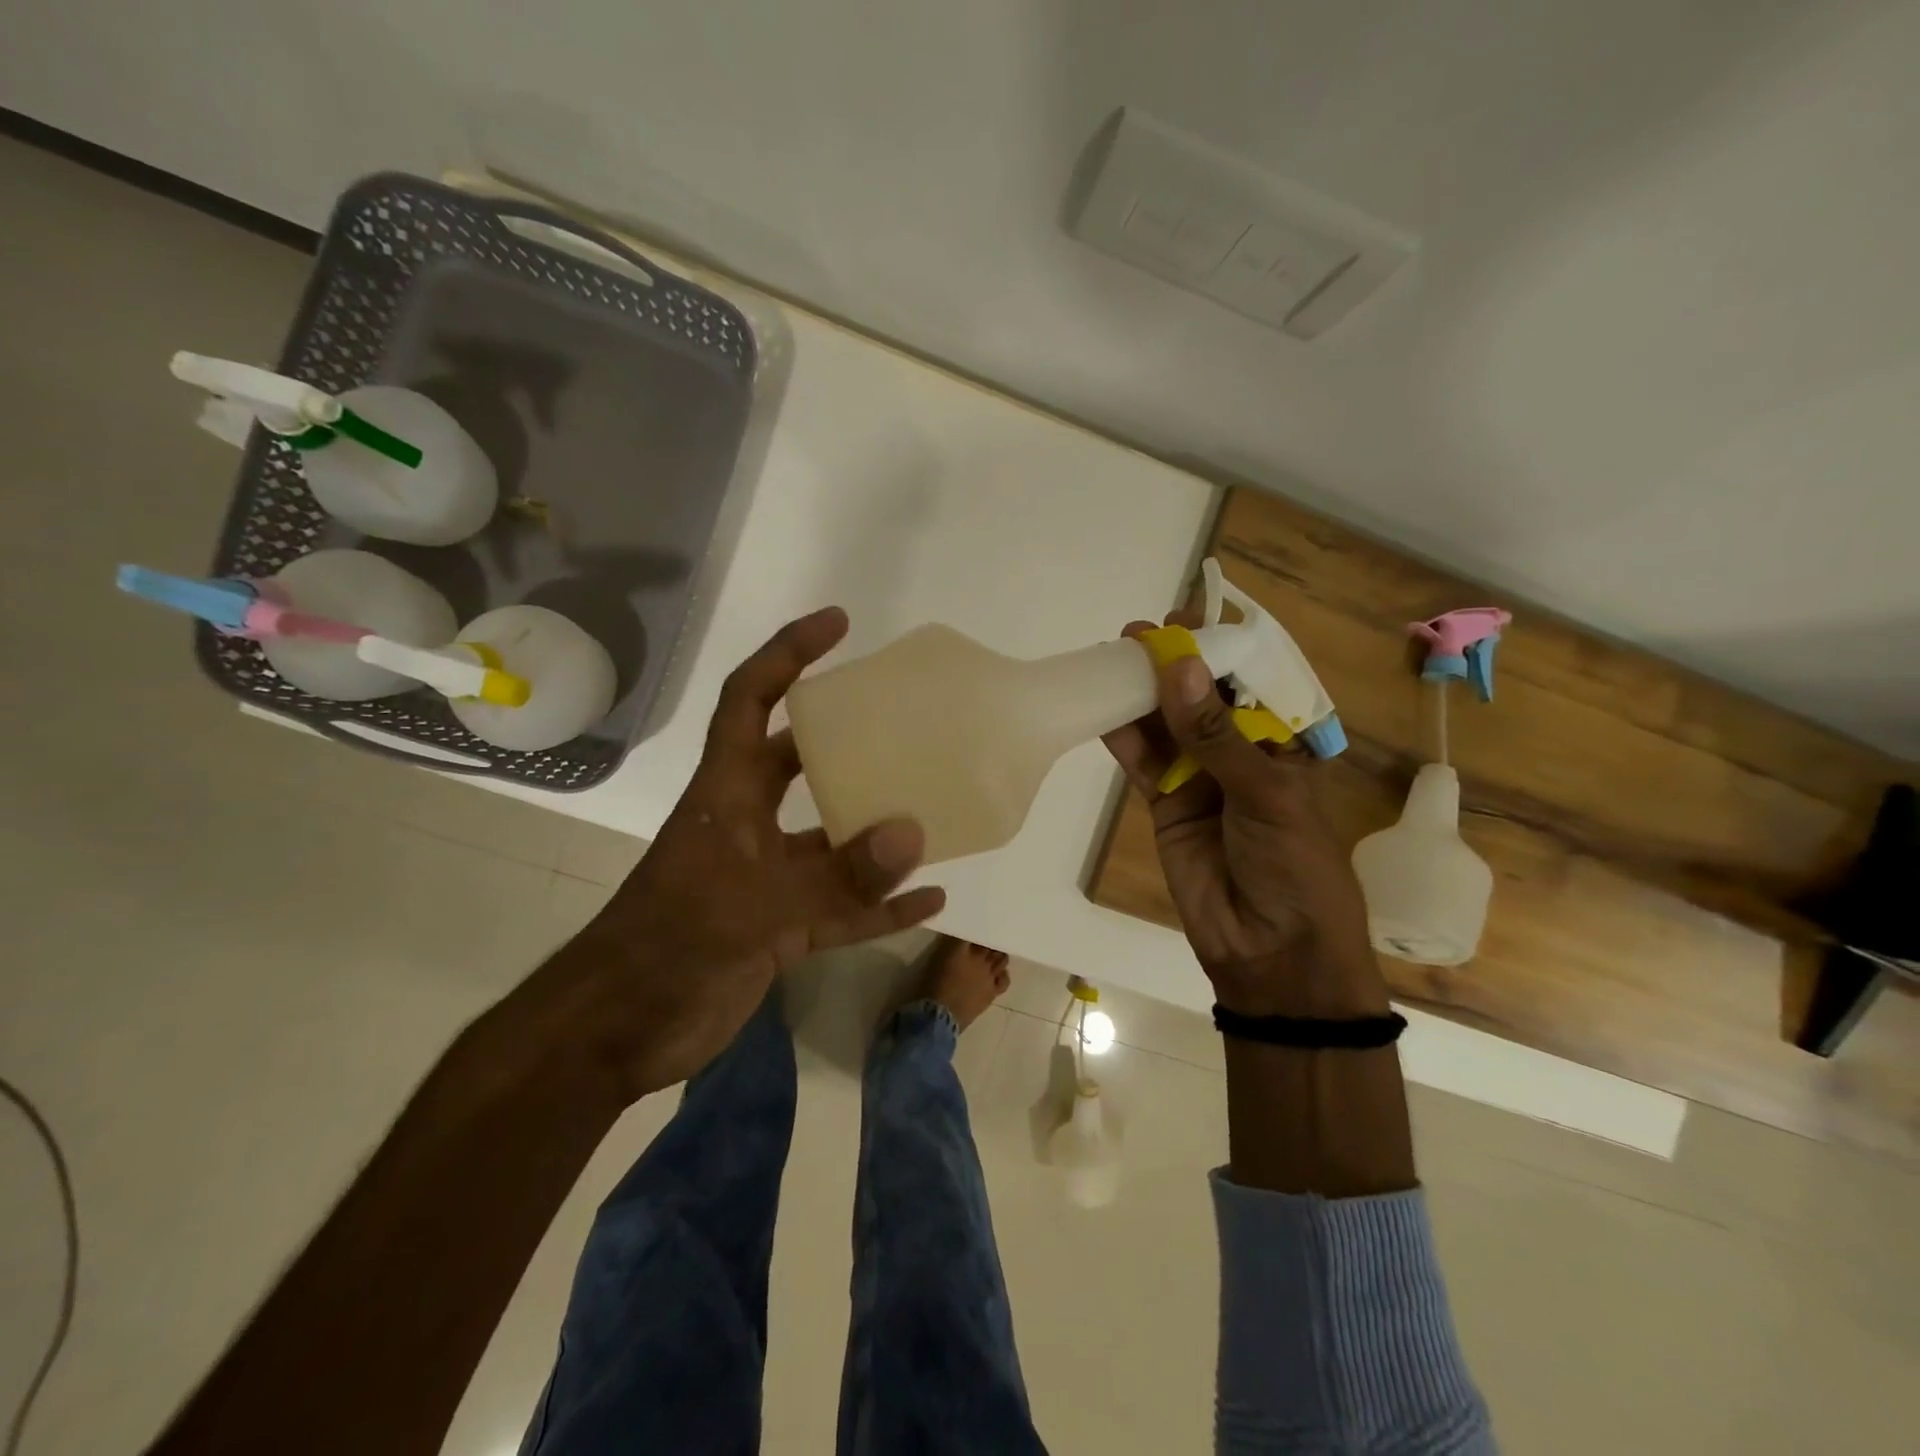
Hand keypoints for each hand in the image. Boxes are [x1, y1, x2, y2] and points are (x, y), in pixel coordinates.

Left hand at [551, 607, 945, 1098]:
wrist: (619, 1033)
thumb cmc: (669, 945)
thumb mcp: (756, 907)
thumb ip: (838, 876)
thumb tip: (915, 834)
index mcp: (727, 794)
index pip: (752, 702)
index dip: (788, 654)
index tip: (838, 624)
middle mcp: (750, 824)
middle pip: (802, 762)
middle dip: (846, 736)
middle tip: (903, 721)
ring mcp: (767, 878)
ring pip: (833, 839)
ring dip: (878, 830)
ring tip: (934, 810)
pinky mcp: (780, 927)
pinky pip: (845, 908)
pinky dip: (883, 904)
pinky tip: (932, 899)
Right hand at [1102, 612, 1386, 1018]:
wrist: (1271, 950)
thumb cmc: (1295, 865)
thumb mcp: (1266, 794)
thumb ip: (1216, 735)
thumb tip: (1178, 668)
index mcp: (1283, 743)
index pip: (1251, 682)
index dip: (1220, 649)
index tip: (1186, 619)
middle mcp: (1240, 752)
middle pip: (1201, 697)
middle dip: (1172, 664)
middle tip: (1136, 633)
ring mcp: (1200, 777)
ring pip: (1167, 724)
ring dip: (1142, 693)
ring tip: (1112, 657)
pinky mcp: (1166, 802)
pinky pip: (1143, 761)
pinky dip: (1124, 736)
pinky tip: (1102, 708)